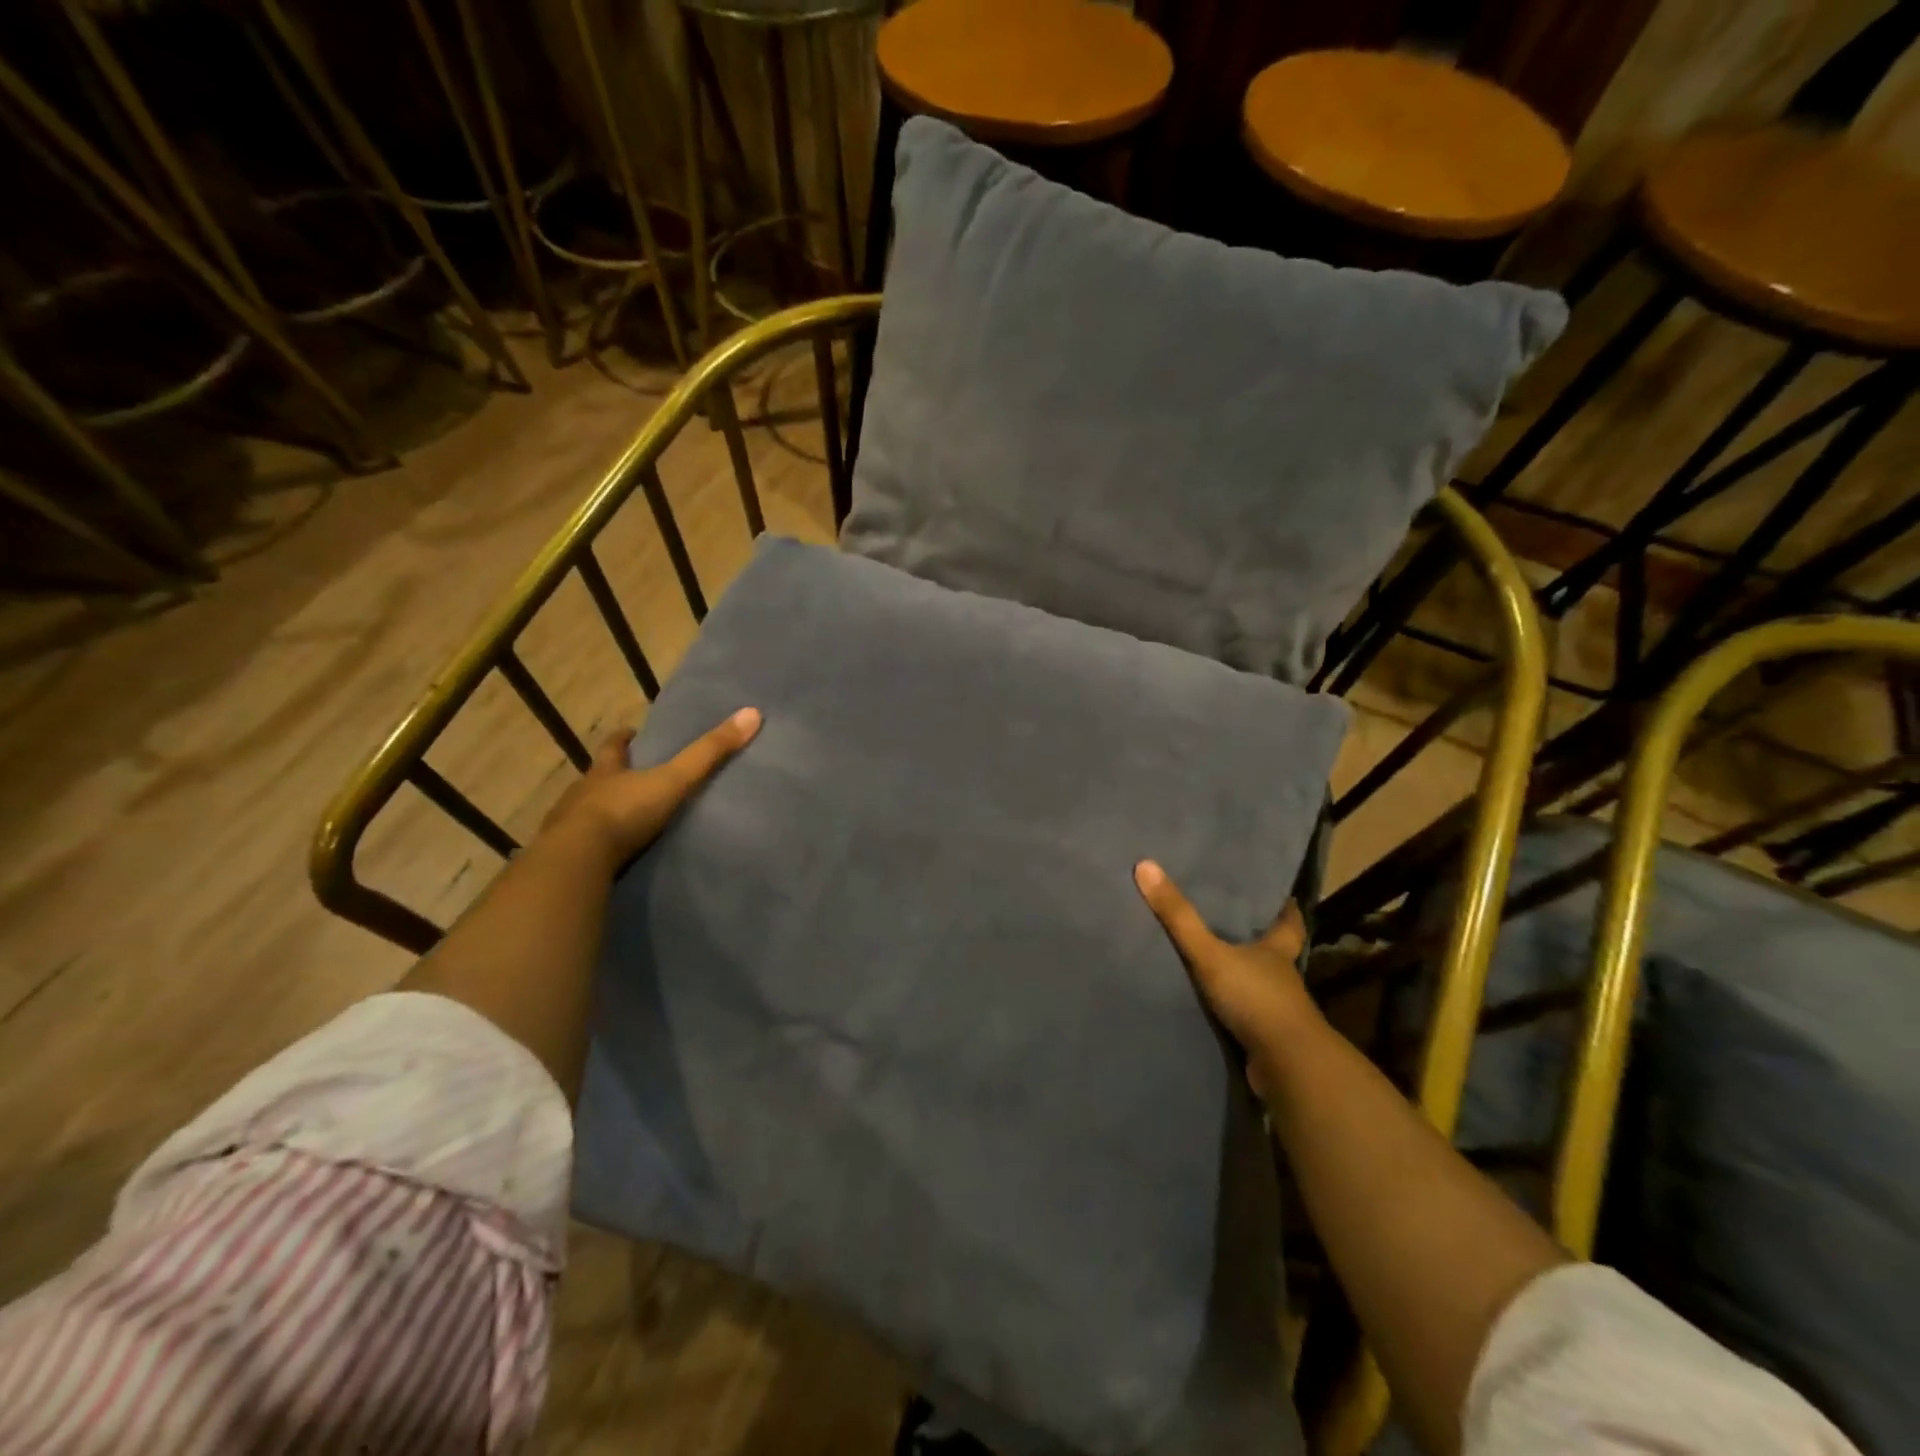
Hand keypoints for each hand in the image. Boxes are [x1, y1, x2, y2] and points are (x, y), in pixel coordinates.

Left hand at [541, 708, 761, 866]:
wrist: (578, 860)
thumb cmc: (624, 812)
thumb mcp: (673, 780)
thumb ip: (709, 753)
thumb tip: (751, 713)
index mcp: (605, 771)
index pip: (613, 747)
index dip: (622, 739)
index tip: (630, 732)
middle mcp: (581, 793)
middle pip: (596, 778)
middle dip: (610, 777)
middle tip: (627, 777)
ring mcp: (567, 826)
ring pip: (583, 812)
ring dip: (599, 813)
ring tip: (620, 820)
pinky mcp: (564, 858)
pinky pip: (579, 848)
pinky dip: (592, 847)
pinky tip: (605, 857)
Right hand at [1134, 860, 1316, 1099]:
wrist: (1286, 1066)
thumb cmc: (1255, 998)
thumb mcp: (1210, 953)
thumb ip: (1179, 916)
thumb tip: (1145, 865)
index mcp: (1276, 951)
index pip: (1289, 923)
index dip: (1286, 909)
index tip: (1283, 895)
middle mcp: (1281, 977)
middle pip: (1274, 952)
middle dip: (1260, 940)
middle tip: (1236, 921)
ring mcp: (1277, 1010)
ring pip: (1260, 984)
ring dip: (1244, 976)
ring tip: (1216, 961)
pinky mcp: (1266, 1038)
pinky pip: (1247, 1016)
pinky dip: (1234, 1009)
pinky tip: (1213, 1006)